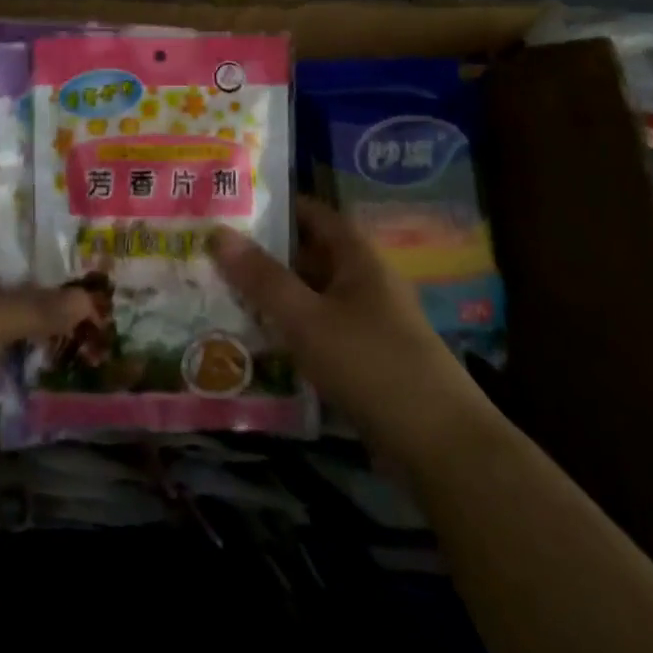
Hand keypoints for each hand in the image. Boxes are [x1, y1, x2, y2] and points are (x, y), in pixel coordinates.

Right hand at [210, 197, 470, 448]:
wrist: (440, 446)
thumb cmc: (371, 364)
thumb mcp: (307, 318)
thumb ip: (261, 277)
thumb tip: (216, 232)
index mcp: (358, 257)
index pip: (313, 214)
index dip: (274, 207)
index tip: (230, 208)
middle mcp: (364, 281)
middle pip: (308, 256)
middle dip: (263, 256)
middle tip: (211, 255)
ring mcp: (367, 322)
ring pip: (310, 297)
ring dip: (273, 297)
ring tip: (220, 296)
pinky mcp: (365, 360)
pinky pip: (318, 332)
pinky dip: (289, 332)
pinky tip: (254, 344)